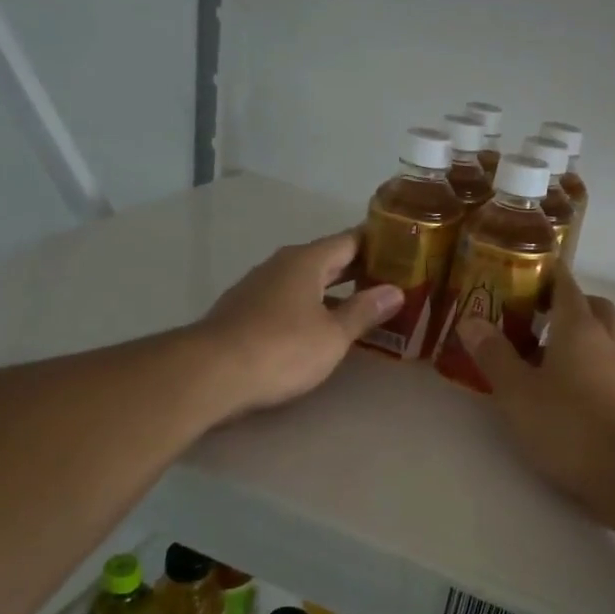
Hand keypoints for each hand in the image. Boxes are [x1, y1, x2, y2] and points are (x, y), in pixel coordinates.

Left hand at [195, 231, 400, 419]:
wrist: (211, 373)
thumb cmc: (281, 349)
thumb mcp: (333, 335)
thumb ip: (364, 311)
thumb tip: (395, 291)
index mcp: (307, 261)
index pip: (349, 240)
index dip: (377, 243)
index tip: (402, 249)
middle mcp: (281, 265)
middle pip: (327, 259)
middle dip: (358, 268)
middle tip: (391, 279)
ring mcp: (258, 287)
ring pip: (305, 280)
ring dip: (333, 289)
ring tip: (363, 304)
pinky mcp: (244, 311)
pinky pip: (287, 299)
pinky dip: (310, 306)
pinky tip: (321, 325)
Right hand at [456, 265, 614, 507]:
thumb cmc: (568, 424)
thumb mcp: (517, 391)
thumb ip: (494, 355)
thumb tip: (470, 320)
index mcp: (580, 328)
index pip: (566, 284)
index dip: (548, 272)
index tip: (527, 269)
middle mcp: (608, 342)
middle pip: (593, 307)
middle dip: (569, 304)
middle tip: (537, 316)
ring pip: (604, 340)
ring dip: (579, 340)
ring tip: (543, 360)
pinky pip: (609, 369)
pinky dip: (588, 369)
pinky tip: (566, 395)